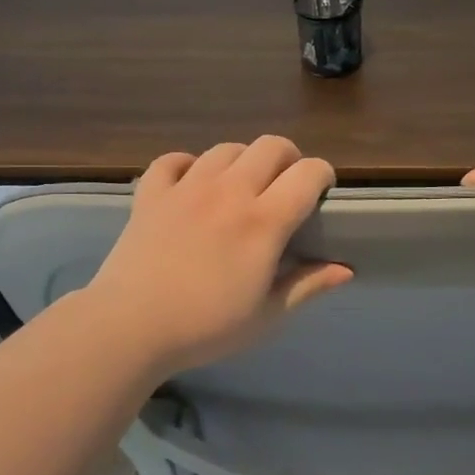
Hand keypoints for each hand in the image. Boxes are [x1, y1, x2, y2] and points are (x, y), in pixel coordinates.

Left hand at [82, 136, 352, 375]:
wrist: (129, 328)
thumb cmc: (205, 327)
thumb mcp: (266, 316)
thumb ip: (307, 285)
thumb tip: (346, 269)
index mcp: (263, 221)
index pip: (308, 173)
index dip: (323, 175)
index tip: (322, 194)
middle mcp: (229, 191)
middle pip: (270, 145)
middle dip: (288, 158)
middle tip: (284, 187)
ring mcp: (187, 187)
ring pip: (226, 148)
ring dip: (242, 161)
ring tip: (240, 187)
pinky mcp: (152, 193)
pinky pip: (172, 160)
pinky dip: (187, 165)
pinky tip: (191, 184)